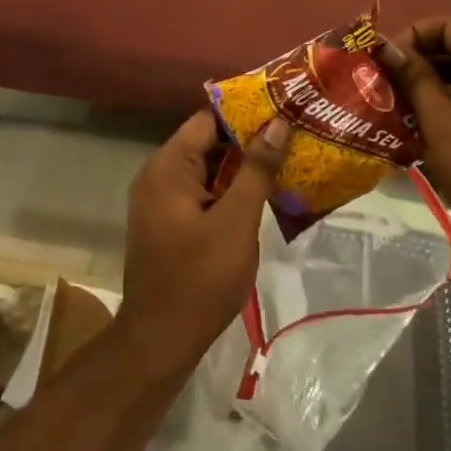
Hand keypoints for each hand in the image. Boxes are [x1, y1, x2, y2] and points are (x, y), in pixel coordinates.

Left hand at [118, 111, 287, 378]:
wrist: (159, 340)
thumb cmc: (200, 279)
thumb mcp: (236, 222)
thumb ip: (256, 169)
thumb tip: (277, 123)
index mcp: (168, 167)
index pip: (208, 120)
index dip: (246, 113)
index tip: (283, 110)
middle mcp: (157, 175)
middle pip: (206, 142)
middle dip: (248, 141)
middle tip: (292, 136)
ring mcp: (159, 200)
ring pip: (206, 169)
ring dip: (241, 167)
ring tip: (286, 160)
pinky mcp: (167, 222)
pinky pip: (200, 192)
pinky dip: (227, 190)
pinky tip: (262, 195)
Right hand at [378, 16, 450, 239]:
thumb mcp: (436, 120)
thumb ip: (414, 78)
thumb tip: (390, 49)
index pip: (448, 25)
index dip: (412, 35)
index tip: (387, 62)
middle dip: (422, 57)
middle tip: (391, 82)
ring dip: (438, 78)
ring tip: (406, 101)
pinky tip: (435, 118)